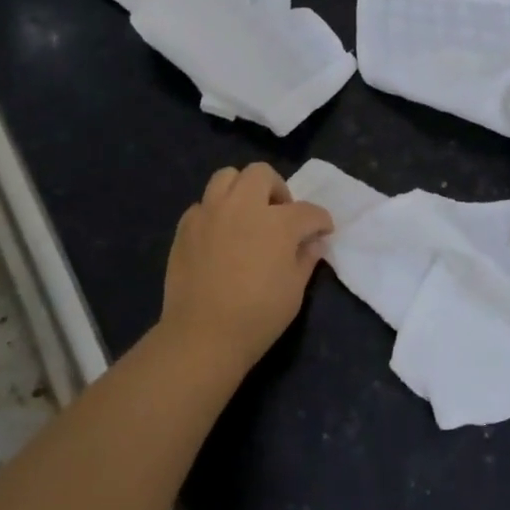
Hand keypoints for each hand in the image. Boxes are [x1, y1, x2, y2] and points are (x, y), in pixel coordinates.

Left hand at [160, 164, 333, 371]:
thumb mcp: (295, 290)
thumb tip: (313, 243)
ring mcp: (211, 212)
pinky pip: (203, 204)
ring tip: (246, 214)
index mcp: (278, 222)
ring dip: (242, 189)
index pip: (308, 211)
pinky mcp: (186, 226)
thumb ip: (306, 258)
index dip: (320, 220)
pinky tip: (219, 235)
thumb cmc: (258, 316)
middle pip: (262, 174)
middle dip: (277, 189)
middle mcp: (243, 206)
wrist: (203, 335)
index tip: (323, 230)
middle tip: (280, 214)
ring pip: (227, 176)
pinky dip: (215, 212)